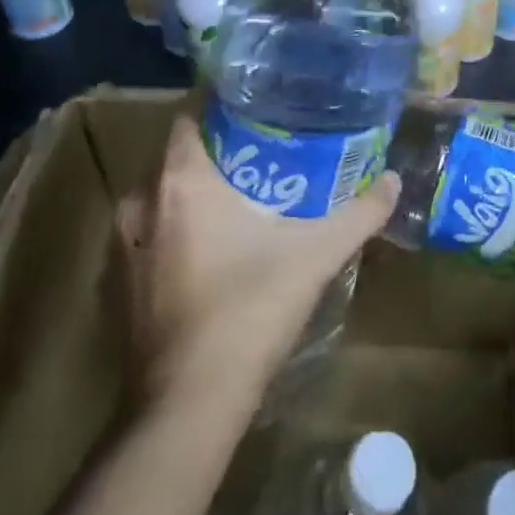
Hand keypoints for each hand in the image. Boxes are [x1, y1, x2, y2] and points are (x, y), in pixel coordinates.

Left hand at [116, 113, 398, 397]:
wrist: (188, 404)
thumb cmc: (249, 310)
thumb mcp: (316, 255)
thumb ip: (359, 214)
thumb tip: (394, 181)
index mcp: (182, 182)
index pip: (190, 118)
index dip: (223, 110)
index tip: (260, 114)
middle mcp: (142, 203)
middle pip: (178, 157)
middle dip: (217, 152)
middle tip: (264, 156)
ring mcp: (123, 246)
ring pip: (161, 198)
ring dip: (194, 194)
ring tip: (244, 198)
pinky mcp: (119, 284)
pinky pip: (150, 234)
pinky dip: (177, 230)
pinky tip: (215, 249)